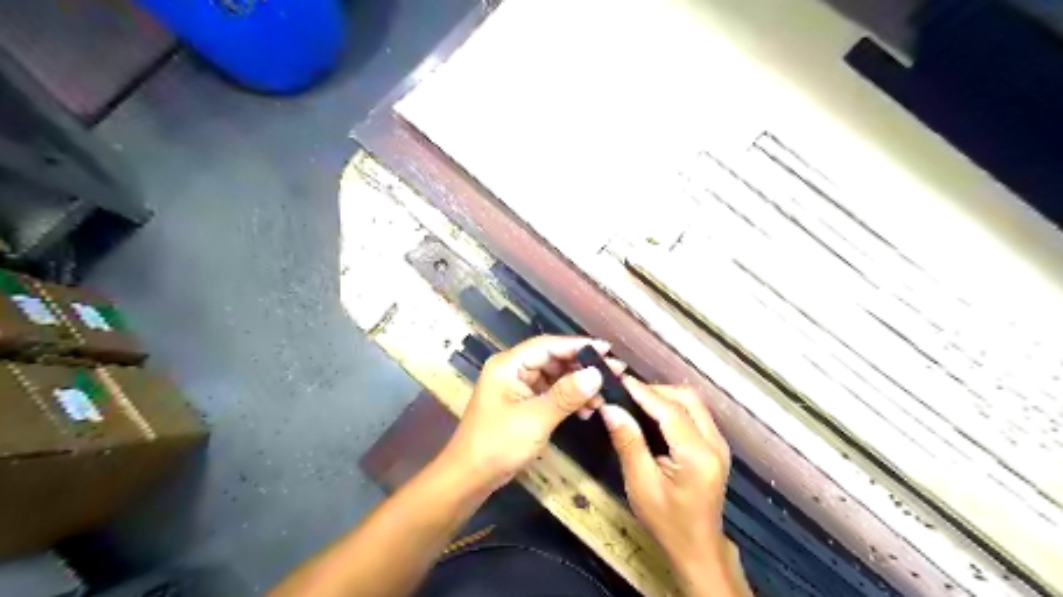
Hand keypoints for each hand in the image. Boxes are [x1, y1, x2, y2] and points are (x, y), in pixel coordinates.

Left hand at [440, 333, 623, 491]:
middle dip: (582, 367)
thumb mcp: (535, 419)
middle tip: (613, 374)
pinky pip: (550, 393)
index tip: (607, 351)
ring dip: (578, 385)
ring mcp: (517, 387)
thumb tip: (596, 374)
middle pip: (553, 359)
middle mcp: (512, 369)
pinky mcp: (522, 403)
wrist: (470, 477)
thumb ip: (566, 395)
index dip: (578, 346)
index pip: (548, 345)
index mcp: (508, 365)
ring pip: (554, 377)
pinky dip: (568, 399)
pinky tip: (586, 409)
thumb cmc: (497, 445)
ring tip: (603, 397)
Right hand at [602, 377, 736, 586]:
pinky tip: (652, 415)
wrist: (697, 549)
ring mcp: (719, 443)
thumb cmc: (667, 521)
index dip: (643, 391)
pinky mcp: (716, 446)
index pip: (670, 410)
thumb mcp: (641, 484)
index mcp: (698, 455)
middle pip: (687, 398)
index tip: (618, 380)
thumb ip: (628, 442)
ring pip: (693, 402)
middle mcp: (715, 443)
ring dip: (665, 396)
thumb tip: (611, 408)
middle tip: (626, 394)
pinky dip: (673, 407)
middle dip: (655, 391)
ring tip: (635, 402)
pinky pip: (695, 413)